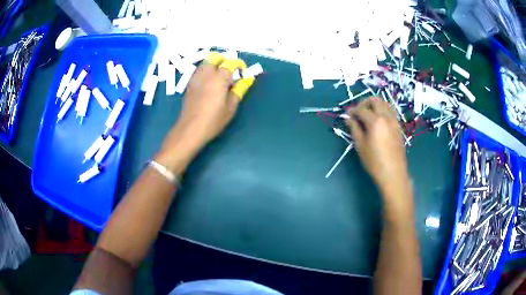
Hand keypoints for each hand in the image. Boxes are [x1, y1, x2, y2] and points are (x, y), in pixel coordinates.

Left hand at [155, 54, 254, 173]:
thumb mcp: (231, 107)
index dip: (239, 64)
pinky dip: (206, 71)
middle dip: (224, 60)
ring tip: (220, 77)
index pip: (230, 63)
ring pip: (205, 63)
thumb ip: (239, 90)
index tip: (243, 71)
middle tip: (231, 71)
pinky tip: (210, 83)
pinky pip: (199, 71)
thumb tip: (248, 79)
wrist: (190, 129)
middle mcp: (206, 74)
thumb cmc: (213, 120)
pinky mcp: (189, 85)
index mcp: (218, 78)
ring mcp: (195, 78)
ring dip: (214, 64)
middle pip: (214, 58)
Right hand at [345, 97, 408, 192]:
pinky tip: (378, 121)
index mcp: (375, 121)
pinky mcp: (399, 127)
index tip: (347, 115)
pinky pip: (391, 111)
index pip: (361, 109)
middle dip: (365, 102)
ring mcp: (395, 121)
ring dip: (375, 105)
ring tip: (368, 114)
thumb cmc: (374, 162)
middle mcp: (386, 117)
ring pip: (385, 103)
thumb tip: (348, 119)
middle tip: (358, 112)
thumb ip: (354, 129)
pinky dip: (383, 110)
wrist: (393, 174)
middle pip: (376, 100)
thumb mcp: (360, 146)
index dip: (352, 111)